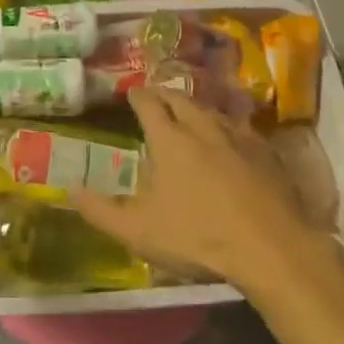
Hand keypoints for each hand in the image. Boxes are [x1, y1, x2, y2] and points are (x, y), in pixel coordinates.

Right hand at [74, 89, 333, 292]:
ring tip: (189, 116)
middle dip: (165, 95)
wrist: (273, 249)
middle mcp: (202, 126)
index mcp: (169, 138)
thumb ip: (100, 210)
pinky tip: (229, 141)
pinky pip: (239, 128)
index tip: (131, 94)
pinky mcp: (266, 152)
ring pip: (211, 110)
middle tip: (156, 99)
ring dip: (196, 109)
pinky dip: (226, 128)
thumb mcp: (138, 231)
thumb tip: (69, 189)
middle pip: (180, 98)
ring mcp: (238, 136)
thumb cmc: (199, 237)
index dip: (137, 96)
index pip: (148, 103)